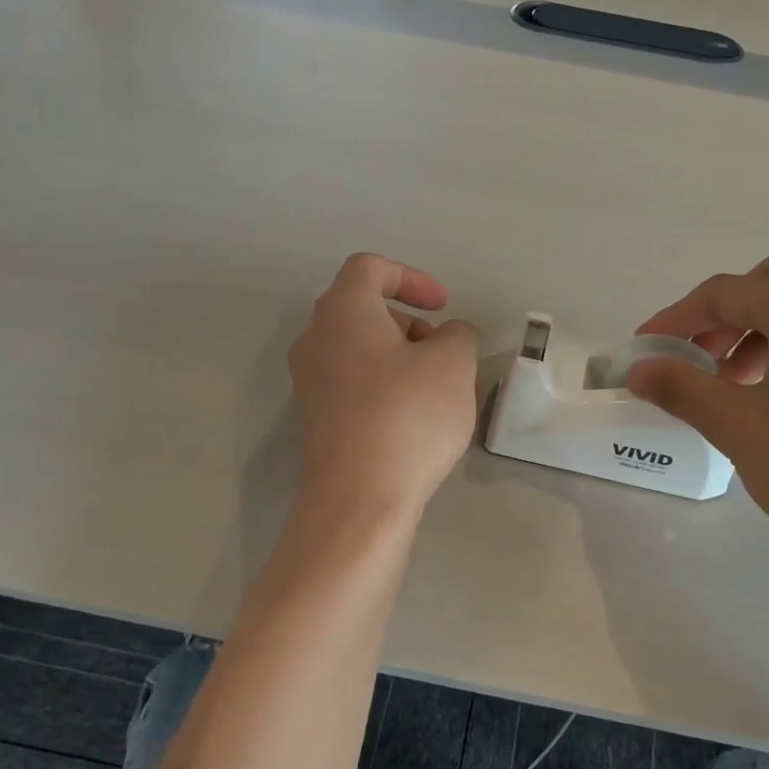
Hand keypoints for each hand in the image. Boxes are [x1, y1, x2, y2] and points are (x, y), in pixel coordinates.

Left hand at [288, 254, 478, 520]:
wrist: (359, 500)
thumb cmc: (407, 417)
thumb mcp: (453, 364)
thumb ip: (458, 334)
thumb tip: (448, 337)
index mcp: (342, 312)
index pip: (370, 268)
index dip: (411, 277)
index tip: (442, 307)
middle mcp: (315, 339)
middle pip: (364, 309)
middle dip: (410, 323)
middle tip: (443, 354)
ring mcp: (310, 381)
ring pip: (360, 349)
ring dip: (401, 357)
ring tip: (437, 391)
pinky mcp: (316, 419)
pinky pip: (354, 383)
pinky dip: (385, 385)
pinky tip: (414, 420)